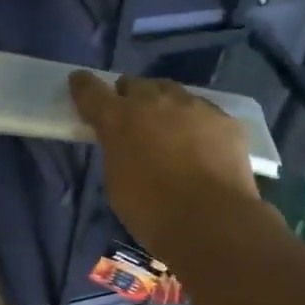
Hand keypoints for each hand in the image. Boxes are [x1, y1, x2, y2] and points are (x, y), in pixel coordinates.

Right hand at [69, 72, 260, 250]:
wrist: (211, 221)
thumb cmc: (151, 211)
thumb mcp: (117, 181)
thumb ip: (116, 151)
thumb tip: (124, 142)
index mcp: (119, 119)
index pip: (92, 90)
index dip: (83, 86)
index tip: (79, 83)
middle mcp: (155, 102)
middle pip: (136, 84)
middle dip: (129, 96)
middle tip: (131, 117)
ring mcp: (194, 106)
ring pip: (172, 93)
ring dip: (164, 105)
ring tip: (169, 128)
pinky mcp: (224, 119)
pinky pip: (204, 111)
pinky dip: (196, 123)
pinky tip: (201, 145)